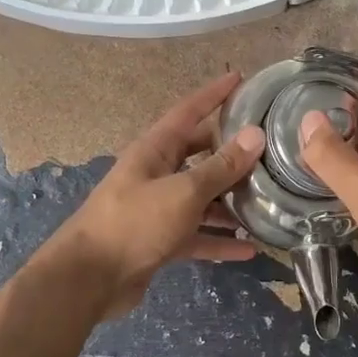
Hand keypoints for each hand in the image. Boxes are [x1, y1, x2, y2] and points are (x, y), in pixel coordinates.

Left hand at [49, 73, 265, 317]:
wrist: (89, 279)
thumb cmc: (135, 223)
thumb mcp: (183, 192)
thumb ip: (220, 167)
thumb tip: (254, 135)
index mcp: (155, 149)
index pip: (189, 111)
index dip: (214, 93)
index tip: (240, 77)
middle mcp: (157, 173)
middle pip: (200, 155)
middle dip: (231, 152)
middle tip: (268, 148)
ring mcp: (158, 208)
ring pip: (202, 198)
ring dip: (230, 202)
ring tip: (268, 201)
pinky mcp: (160, 241)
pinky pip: (197, 235)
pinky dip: (219, 241)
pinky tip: (249, 249)